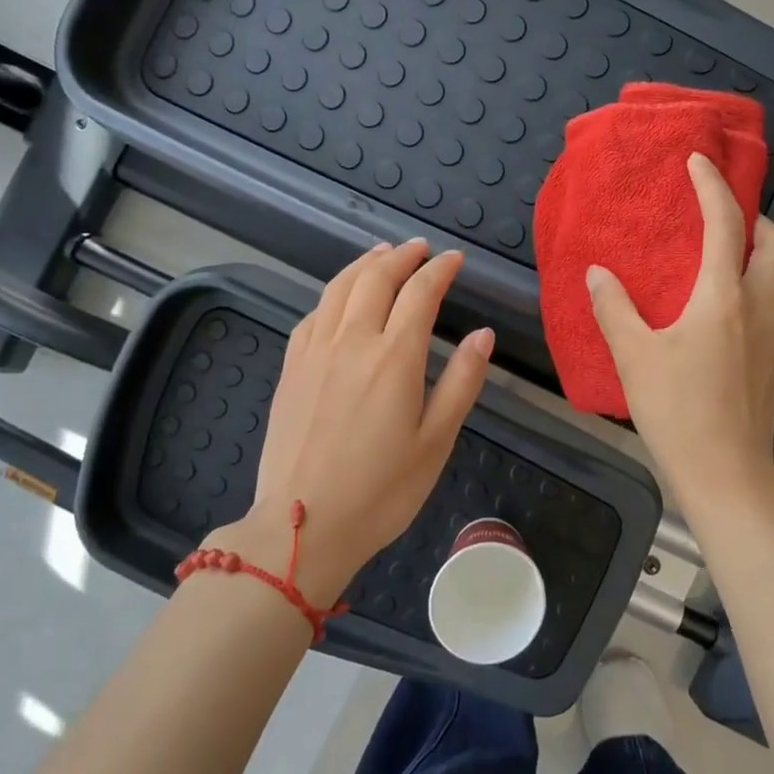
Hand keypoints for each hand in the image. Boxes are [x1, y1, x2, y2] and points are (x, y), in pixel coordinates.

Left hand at [219, 240, 493, 601]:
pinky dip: (332, 294)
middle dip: (402, 256)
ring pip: (339, 288)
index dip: (439, 270)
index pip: (420, 292)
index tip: (454, 259)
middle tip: (420, 248)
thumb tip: (483, 334)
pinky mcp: (291, 369)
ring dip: (364, 263)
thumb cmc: (381, 490)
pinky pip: (312, 314)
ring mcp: (315, 352)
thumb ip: (462, 381)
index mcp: (394, 356)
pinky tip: (339, 298)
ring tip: (382, 253)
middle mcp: (352, 341)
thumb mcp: (436, 440)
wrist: (303, 525)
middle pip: (376, 278)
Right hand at [586, 153, 773, 512]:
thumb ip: (614, 308)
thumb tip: (599, 273)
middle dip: (756, 216)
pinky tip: (718, 310)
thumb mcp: (634, 357)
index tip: (697, 161)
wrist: (728, 475)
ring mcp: (773, 335)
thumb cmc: (678, 411)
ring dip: (755, 252)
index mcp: (723, 298)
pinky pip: (769, 304)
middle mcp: (758, 307)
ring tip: (715, 257)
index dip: (712, 186)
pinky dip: (750, 286)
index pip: (725, 224)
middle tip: (721, 215)